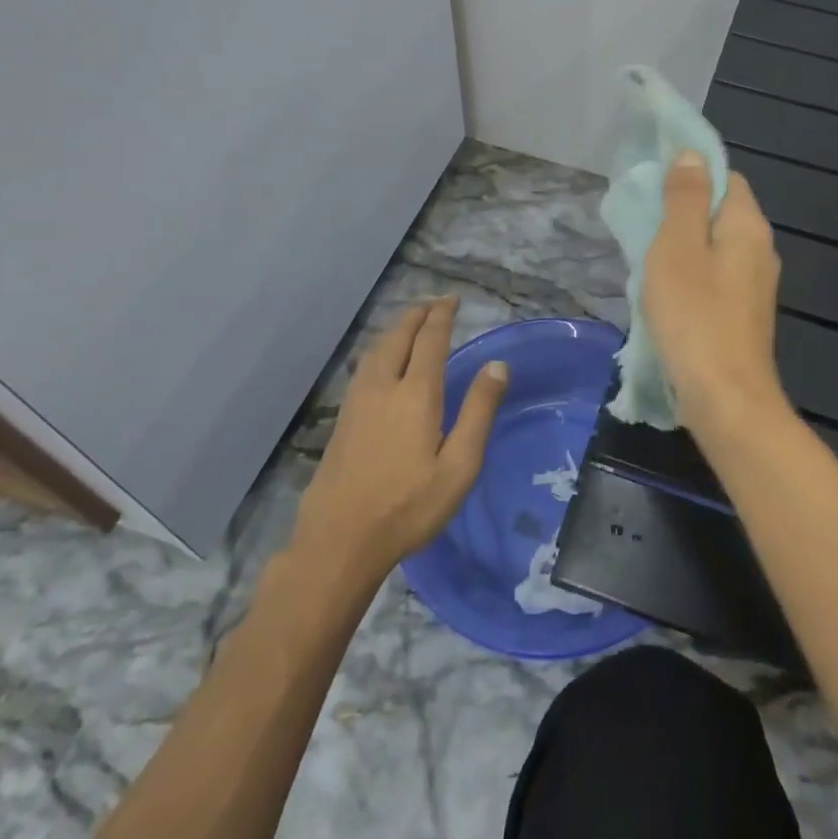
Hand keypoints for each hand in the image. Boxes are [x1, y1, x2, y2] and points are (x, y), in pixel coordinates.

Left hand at [292, 296, 508, 580]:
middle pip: (399, 336)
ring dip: (396, 328)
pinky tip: (382, 359)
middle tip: (434, 303)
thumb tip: (498, 365)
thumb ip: (479, 411)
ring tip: (411, 323)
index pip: (430, 339)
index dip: (442, 315)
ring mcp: (358, 400)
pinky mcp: (343, 417)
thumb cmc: (409, 506)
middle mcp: (384, 386)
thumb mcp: (459, 466)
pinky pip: (365, 365)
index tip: (452, 299)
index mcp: (416, 394)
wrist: (339, 539)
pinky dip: (380, 347)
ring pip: (377, 349)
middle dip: (417, 315)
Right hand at [641, 151, 790, 445]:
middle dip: (682, 212)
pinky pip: (715, 277)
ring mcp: (755, 286)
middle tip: (643, 224)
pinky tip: (666, 293)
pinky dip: (691, 275)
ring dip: (683, 247)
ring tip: (647, 258)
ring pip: (715, 247)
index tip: (654, 184)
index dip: (692, 173)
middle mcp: (760, 250)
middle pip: (720, 212)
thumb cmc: (695, 316)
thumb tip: (692, 155)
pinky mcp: (743, 314)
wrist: (725, 399)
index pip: (726, 177)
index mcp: (748, 227)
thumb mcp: (678, 248)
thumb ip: (685, 199)